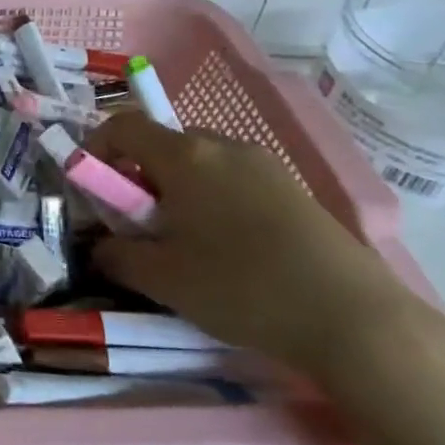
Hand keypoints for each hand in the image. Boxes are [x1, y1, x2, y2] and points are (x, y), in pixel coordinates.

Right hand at [84, 113, 435, 381]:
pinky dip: (214, 201)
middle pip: (163, 144)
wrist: (353, 318)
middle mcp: (224, 147)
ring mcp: (265, 166)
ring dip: (177, 190)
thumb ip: (116, 256)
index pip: (123, 126)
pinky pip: (235, 181)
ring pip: (201, 164)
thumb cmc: (240, 287)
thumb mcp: (161, 278)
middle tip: (137, 224)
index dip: (96, 148)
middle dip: (138, 176)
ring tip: (184, 241)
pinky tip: (228, 249)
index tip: (90, 187)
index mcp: (185, 156)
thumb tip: (98, 248)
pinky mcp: (295, 191)